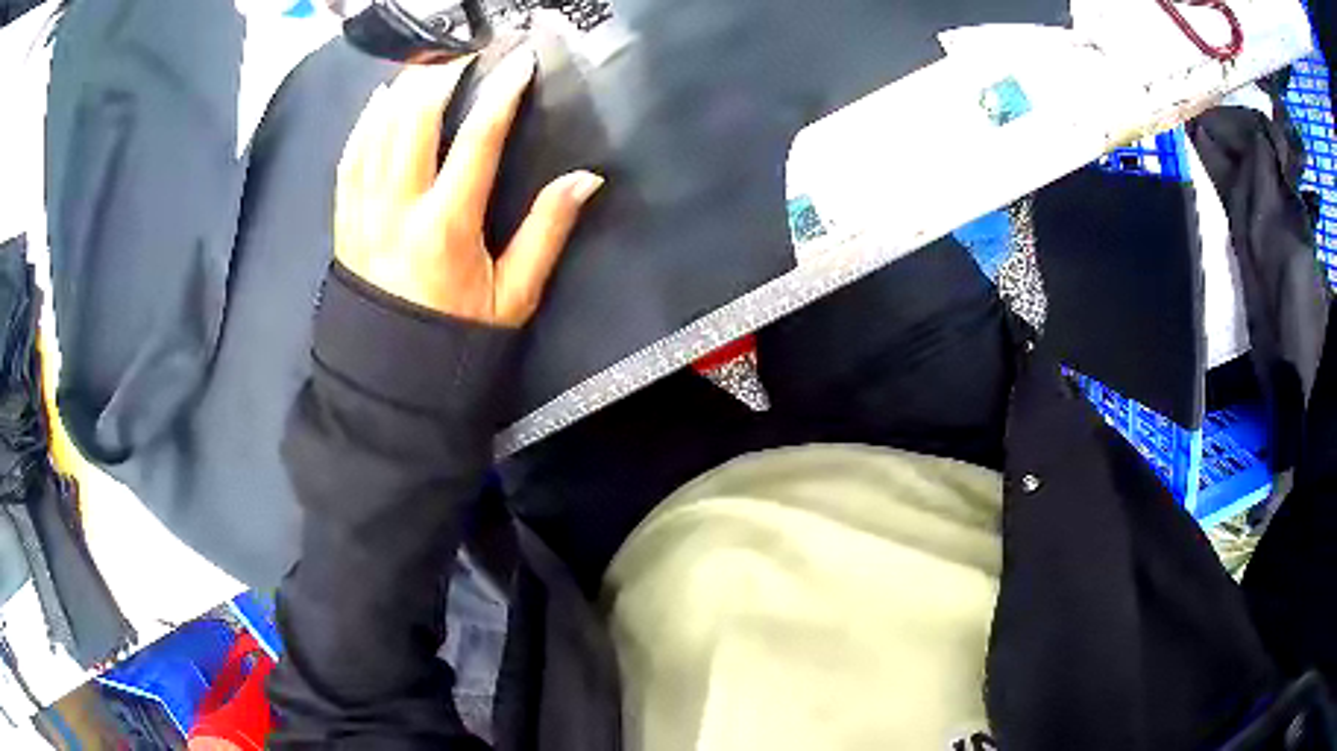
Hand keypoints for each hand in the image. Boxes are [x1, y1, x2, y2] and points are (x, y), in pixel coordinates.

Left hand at [334, 50, 603, 326]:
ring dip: (401, 89)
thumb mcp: (514, 295)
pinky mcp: (345, 221)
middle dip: (440, 75)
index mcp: (446, 226)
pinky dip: (364, 123)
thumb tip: (585, 179)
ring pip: (377, 131)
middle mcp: (398, 209)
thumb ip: (547, 231)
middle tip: (463, 51)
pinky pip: (348, 159)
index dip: (502, 94)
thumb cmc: (456, 339)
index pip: (477, 140)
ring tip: (425, 62)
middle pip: (413, 119)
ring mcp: (364, 213)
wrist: (391, 379)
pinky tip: (378, 101)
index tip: (520, 62)